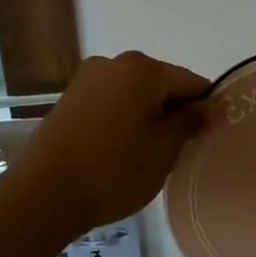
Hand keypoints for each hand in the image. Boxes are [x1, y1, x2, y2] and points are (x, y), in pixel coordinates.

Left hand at [6, 51, 207, 238]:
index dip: (205, 108)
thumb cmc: (114, 170)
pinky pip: (110, 103)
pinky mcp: (69, 100)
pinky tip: (121, 151)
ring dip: (147, 117)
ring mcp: (86, 80)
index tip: (210, 136)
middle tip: (180, 151)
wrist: (44, 193)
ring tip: (149, 155)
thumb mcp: (163, 150)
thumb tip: (211, 106)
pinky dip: (122, 120)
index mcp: (142, 69)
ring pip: (133, 94)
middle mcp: (113, 63)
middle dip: (173, 112)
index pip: (190, 82)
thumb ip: (189, 123)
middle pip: (160, 84)